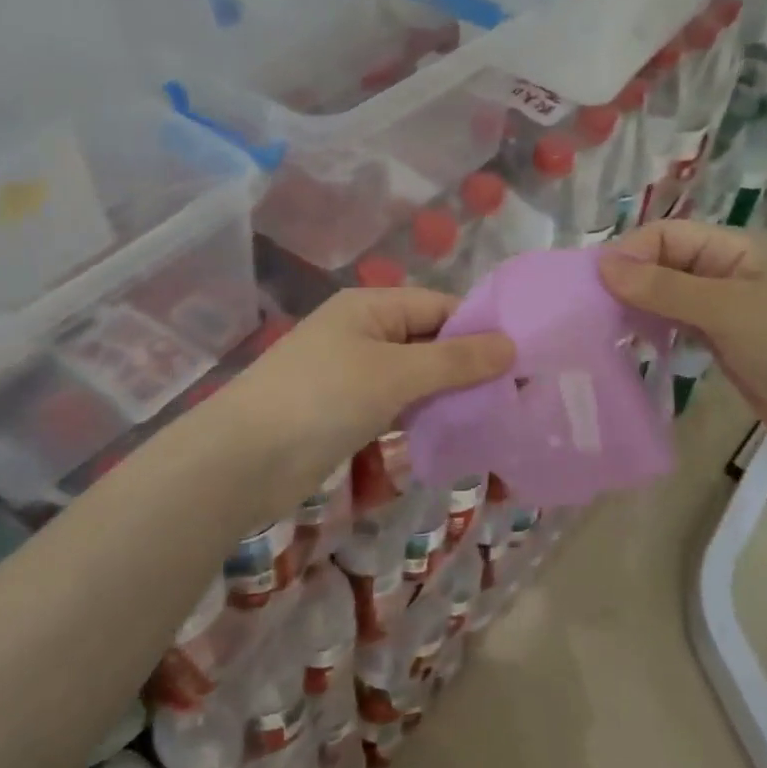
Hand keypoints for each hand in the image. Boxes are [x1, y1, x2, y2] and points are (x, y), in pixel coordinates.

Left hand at [215, 288, 514, 508]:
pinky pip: (399, 404)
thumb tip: (511, 346)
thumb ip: (454, 361)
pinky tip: (455, 434)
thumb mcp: (394, 374)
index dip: (482, 329)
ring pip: (416, 376)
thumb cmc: (321, 399)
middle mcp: (364, 332)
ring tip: (497, 417)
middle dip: (470, 366)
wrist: (242, 460)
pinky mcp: (348, 411)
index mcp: (371, 307)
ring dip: (450, 394)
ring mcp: (354, 373)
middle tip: (518, 395)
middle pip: (430, 341)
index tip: (525, 359)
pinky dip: (425, 415)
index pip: (440, 307)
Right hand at [599, 221, 766, 467]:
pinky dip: (650, 334)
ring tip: (600, 331)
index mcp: (731, 251)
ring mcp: (721, 314)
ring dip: (634, 309)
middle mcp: (723, 276)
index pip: (666, 236)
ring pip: (665, 299)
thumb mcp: (728, 310)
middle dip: (627, 281)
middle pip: (662, 265)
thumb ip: (666, 289)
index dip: (630, 253)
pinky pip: (674, 330)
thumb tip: (603, 265)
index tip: (595, 286)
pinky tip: (628, 349)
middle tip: (589, 312)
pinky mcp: (719, 348)